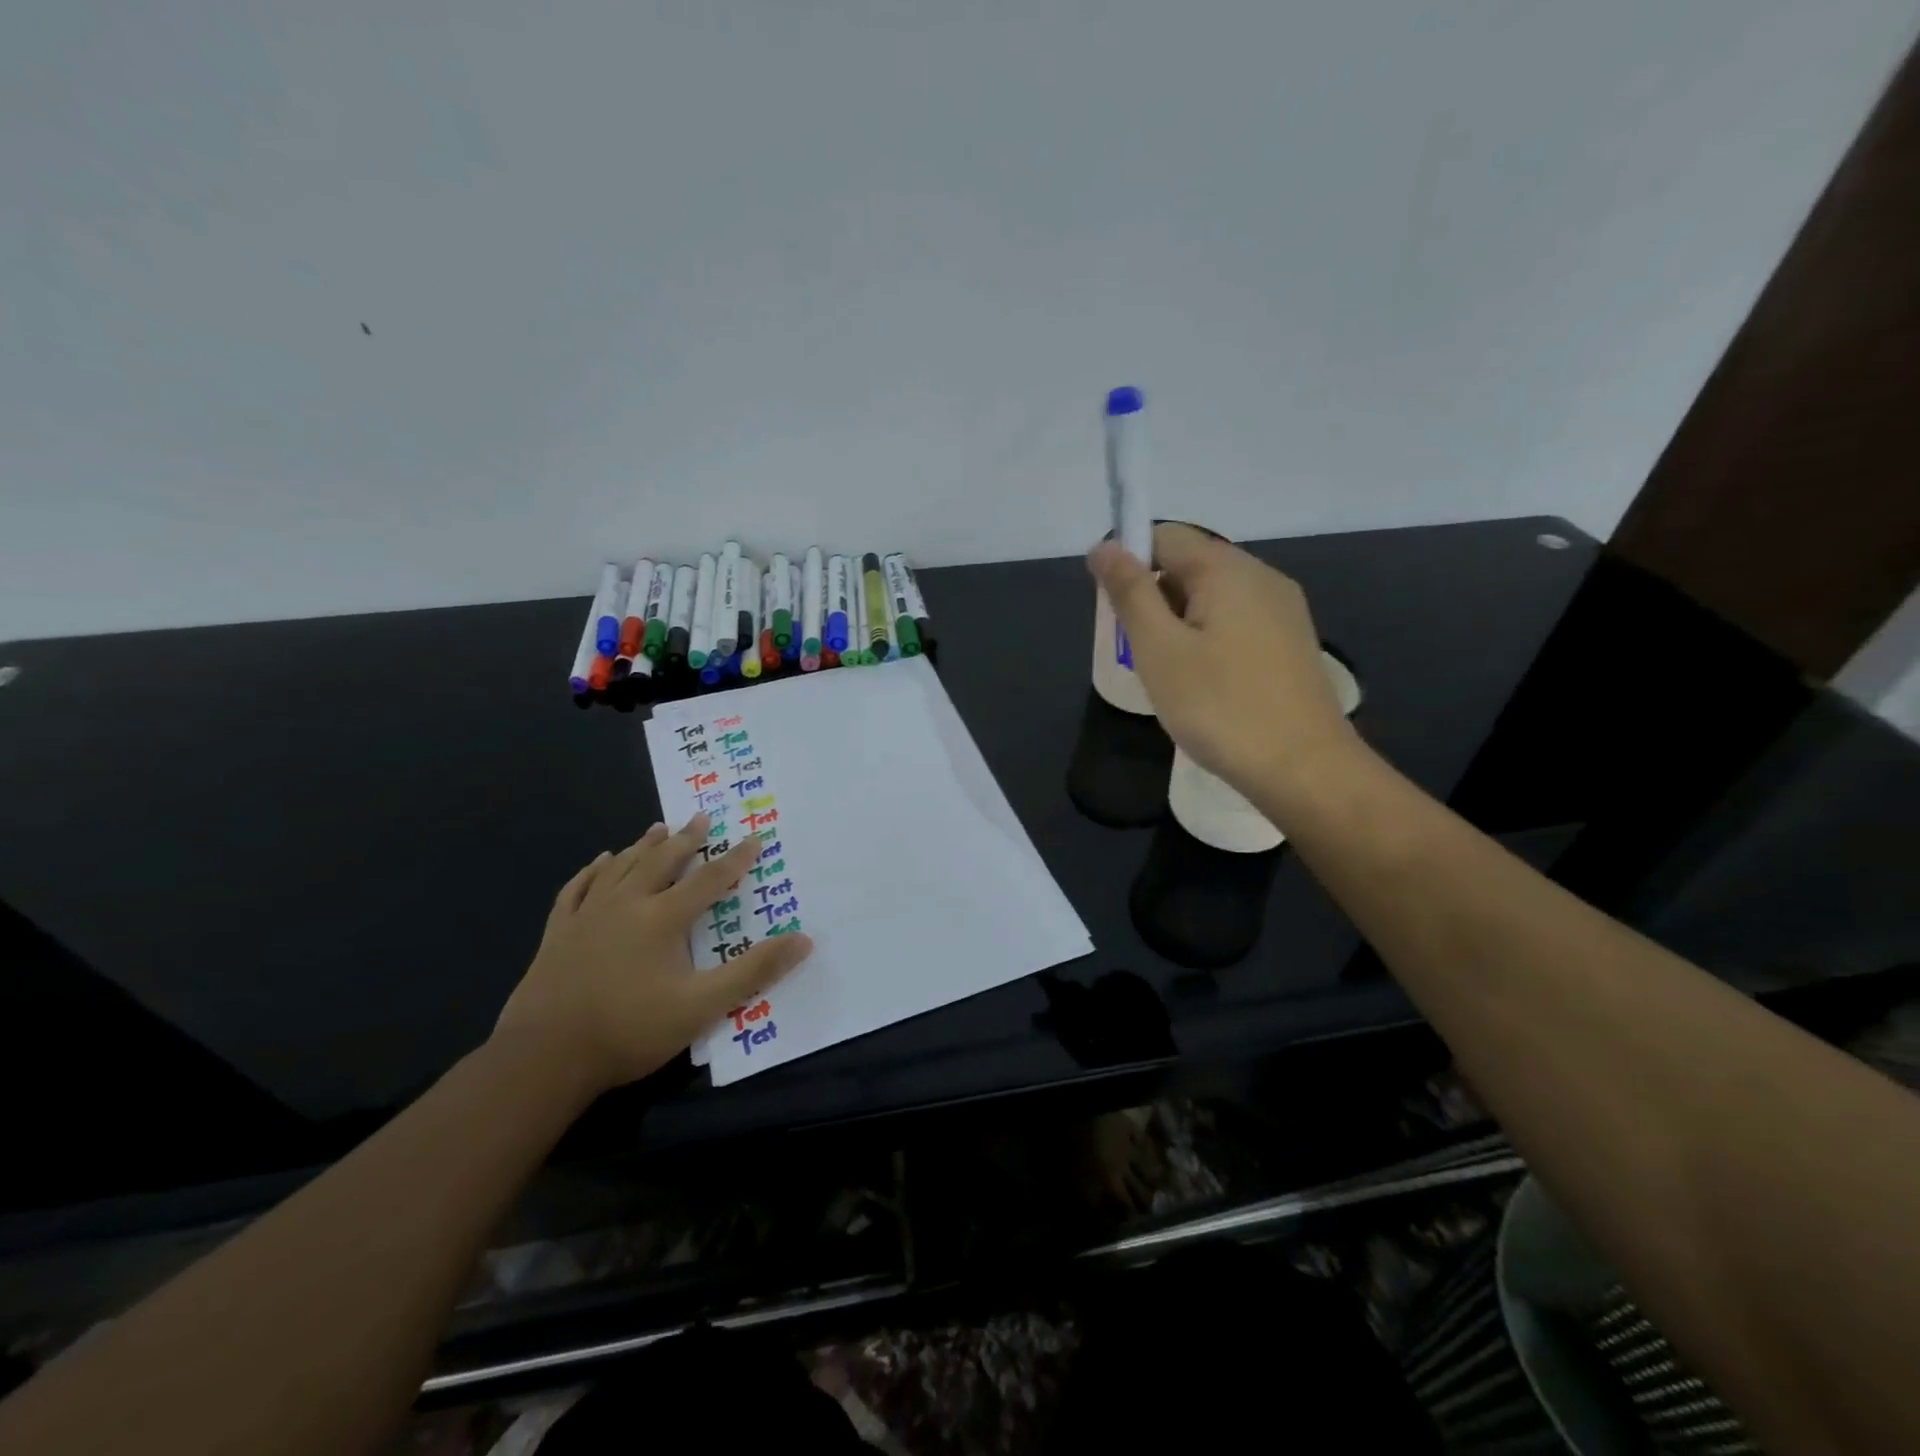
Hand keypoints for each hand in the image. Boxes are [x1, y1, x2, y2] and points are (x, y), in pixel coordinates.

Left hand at [494, 815, 812, 1095]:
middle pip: (662, 862)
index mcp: (663, 919)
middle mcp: (626, 905)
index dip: (735, 859)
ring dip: (643, 846)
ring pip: (620, 868)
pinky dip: (592, 871)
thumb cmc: (630, 1030)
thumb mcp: (702, 1006)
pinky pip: (577, 889)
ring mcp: (587, 916)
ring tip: (657, 829)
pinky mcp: (558, 933)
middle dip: (686, 839)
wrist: (544, 1057)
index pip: (709, 880)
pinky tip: (599, 862)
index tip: (754, 838)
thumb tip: (803, 940)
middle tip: (700, 818)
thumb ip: (754, 971)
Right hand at [1088, 523, 1361, 802]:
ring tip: (1171, 675)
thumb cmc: (1220, 707)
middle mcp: (1261, 576)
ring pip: (1212, 597)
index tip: (1113, 610)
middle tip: (1140, 653)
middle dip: (1153, 597)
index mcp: (1227, 569)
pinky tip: (1205, 684)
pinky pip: (1236, 622)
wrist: (1304, 769)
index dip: (1128, 561)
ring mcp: (1283, 610)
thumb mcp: (1159, 650)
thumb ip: (1129, 593)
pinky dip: (1207, 639)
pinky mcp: (1291, 642)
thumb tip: (1104, 546)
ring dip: (1179, 623)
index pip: (1164, 536)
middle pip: (1190, 564)